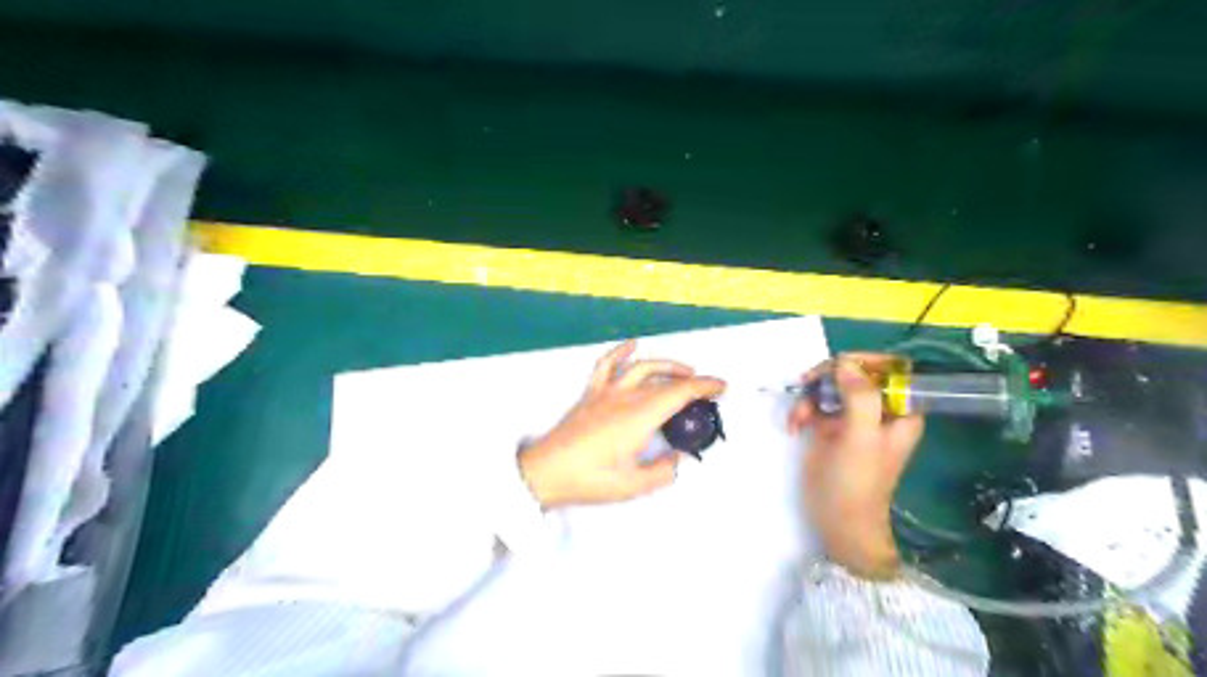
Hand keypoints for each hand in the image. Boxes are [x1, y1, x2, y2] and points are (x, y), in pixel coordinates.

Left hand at [518, 344, 723, 506]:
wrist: (544, 472)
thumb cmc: (588, 480)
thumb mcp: (632, 486)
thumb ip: (663, 471)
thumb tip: (679, 459)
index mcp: (640, 417)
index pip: (680, 392)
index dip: (705, 386)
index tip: (722, 387)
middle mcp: (626, 397)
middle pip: (666, 379)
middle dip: (692, 379)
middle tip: (708, 388)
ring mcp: (606, 392)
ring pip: (642, 367)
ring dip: (667, 365)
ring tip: (683, 371)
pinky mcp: (591, 394)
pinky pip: (607, 365)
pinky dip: (621, 352)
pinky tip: (632, 345)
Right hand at [794, 353, 926, 579]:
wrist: (838, 522)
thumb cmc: (857, 482)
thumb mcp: (861, 437)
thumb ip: (859, 396)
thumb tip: (845, 362)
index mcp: (900, 411)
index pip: (890, 369)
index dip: (865, 362)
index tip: (838, 366)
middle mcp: (878, 410)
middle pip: (855, 373)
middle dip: (829, 379)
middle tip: (807, 384)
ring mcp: (852, 419)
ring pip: (831, 387)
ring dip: (810, 396)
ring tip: (798, 418)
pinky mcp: (830, 428)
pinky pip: (816, 405)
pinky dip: (803, 411)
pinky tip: (794, 426)